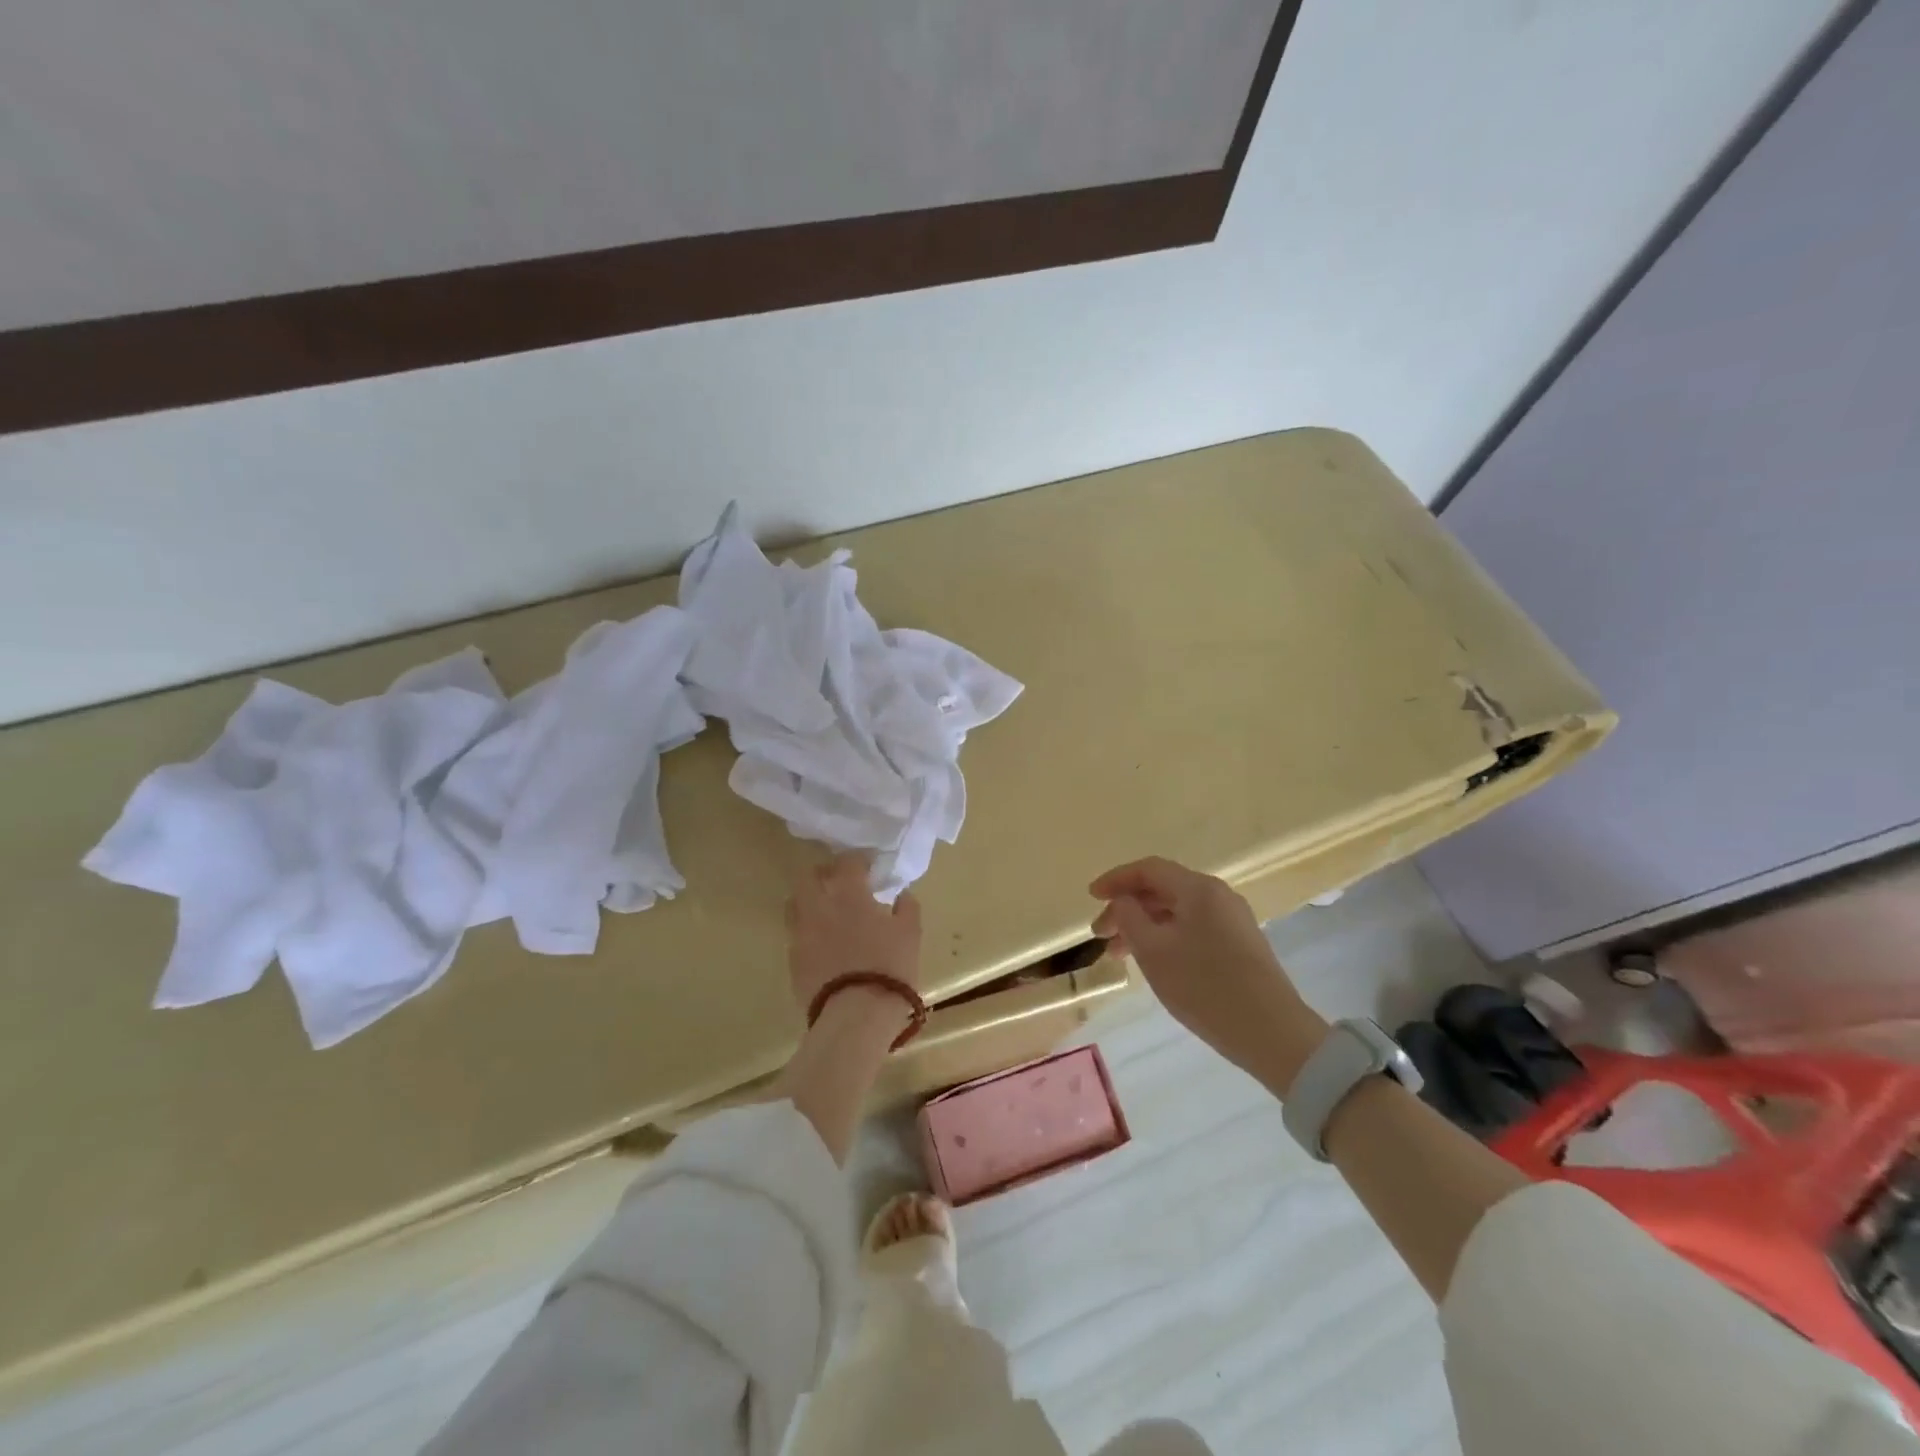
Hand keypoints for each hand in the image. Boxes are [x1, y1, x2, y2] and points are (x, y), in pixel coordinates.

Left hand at [786, 852, 923, 1027]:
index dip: (860, 859)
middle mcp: (817, 906)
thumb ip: (906, 907)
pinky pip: (797, 935)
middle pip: (809, 876)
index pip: (848, 862)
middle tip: (841, 882)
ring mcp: (800, 934)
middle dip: (824, 873)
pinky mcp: (793, 960)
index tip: (871, 866)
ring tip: (828, 912)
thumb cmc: (889, 967)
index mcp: (847, 893)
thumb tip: (902, 894)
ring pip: (795, 904)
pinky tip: (824, 943)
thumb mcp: (910, 934)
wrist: (855, 1015)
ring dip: (810, 901)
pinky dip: (809, 931)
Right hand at [1090, 857, 1324, 1086]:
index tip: (1091, 897)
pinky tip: (1153, 962)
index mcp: (1198, 889)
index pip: (1149, 869)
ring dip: (1144, 927)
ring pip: (1177, 912)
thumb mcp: (1153, 951)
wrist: (1272, 1033)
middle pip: (1163, 889)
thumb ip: (1129, 917)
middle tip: (1101, 936)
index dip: (1116, 879)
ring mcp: (1233, 920)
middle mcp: (1218, 895)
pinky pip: (1192, 928)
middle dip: (1127, 908)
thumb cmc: (1204, 986)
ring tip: (1119, 955)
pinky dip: (1165, 938)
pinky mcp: (1240, 945)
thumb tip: (1122, 901)